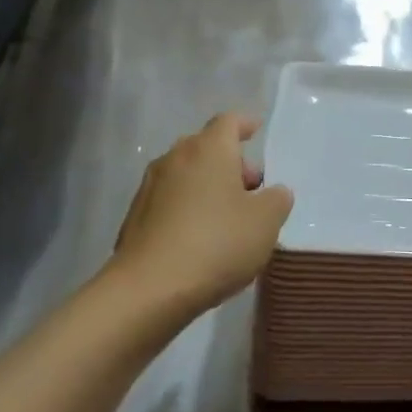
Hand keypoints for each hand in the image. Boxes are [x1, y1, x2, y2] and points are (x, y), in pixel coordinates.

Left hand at [112, 113, 292, 315]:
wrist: (147, 290)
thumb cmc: (216, 243)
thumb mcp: (265, 222)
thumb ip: (277, 200)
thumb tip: (274, 193)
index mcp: (209, 148)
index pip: (229, 121)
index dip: (246, 125)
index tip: (257, 131)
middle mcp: (176, 157)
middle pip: (207, 147)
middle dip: (231, 162)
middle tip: (251, 190)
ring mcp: (150, 186)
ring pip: (186, 174)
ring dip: (207, 186)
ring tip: (227, 218)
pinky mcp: (134, 217)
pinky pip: (169, 201)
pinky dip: (186, 208)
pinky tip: (198, 239)